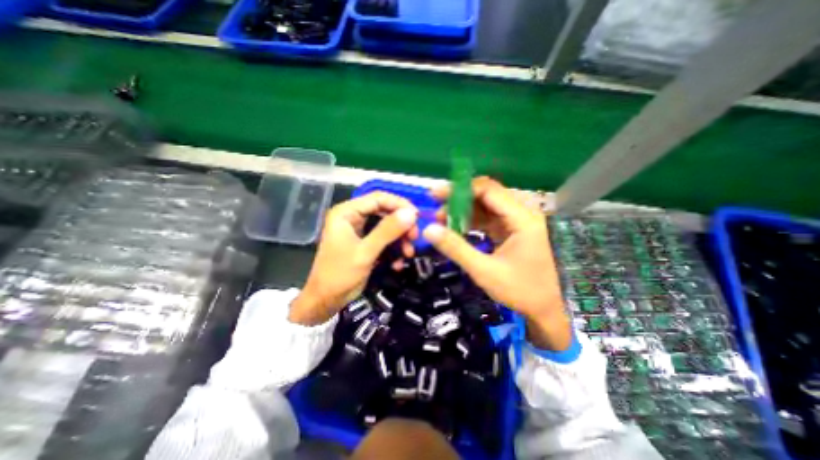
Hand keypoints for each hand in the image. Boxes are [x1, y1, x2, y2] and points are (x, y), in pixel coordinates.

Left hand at [288, 192, 416, 324]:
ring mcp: (358, 230)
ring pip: (386, 226)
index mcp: (346, 212)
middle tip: (414, 238)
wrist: (326, 301)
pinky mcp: (364, 242)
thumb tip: (411, 213)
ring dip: (399, 239)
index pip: (378, 198)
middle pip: (384, 211)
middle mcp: (352, 216)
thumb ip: (388, 231)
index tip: (417, 218)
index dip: (400, 205)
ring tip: (408, 254)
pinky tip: (398, 263)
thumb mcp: (365, 252)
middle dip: (401, 225)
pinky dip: (393, 249)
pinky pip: (383, 239)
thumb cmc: (340, 275)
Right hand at [423, 177, 572, 350]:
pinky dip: (473, 222)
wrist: (551, 310)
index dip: (460, 189)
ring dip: (464, 212)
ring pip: (487, 207)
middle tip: (437, 211)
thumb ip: (456, 248)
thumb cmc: (523, 291)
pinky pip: (490, 219)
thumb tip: (428, 230)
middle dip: (459, 201)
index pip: (488, 190)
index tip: (436, 194)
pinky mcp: (514, 231)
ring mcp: (519, 222)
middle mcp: (522, 214)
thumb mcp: (485, 271)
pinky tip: (458, 229)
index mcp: (522, 219)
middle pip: (486, 196)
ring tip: (443, 221)